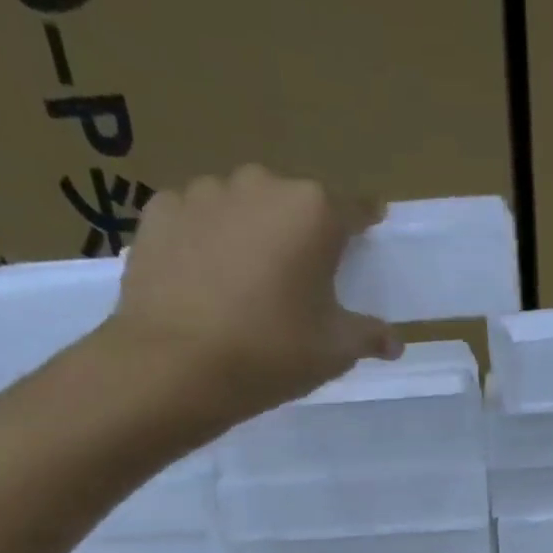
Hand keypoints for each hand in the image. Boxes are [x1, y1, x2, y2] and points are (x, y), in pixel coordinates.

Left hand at [99, 165, 400, 436]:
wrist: (175, 367)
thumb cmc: (272, 352)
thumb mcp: (335, 350)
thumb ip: (369, 336)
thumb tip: (394, 343)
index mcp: (313, 211)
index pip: (354, 210)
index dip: (363, 226)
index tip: (366, 240)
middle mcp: (260, 185)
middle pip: (293, 205)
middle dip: (300, 234)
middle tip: (300, 280)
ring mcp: (203, 193)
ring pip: (241, 208)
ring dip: (250, 234)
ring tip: (245, 283)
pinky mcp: (158, 213)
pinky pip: (195, 220)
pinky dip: (204, 242)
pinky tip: (203, 281)